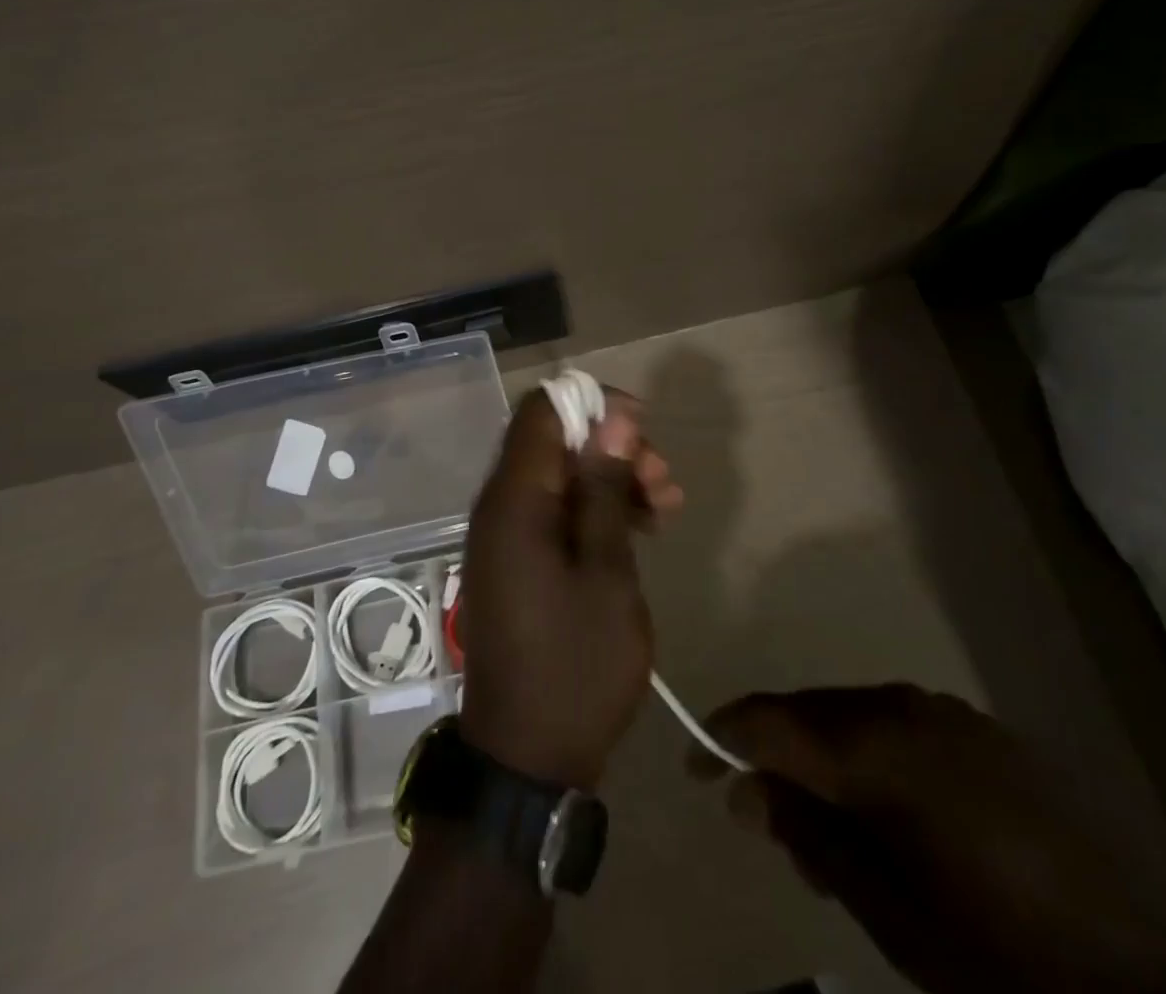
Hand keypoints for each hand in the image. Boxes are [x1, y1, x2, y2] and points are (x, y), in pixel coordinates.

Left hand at [457, 385, 681, 789]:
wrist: (526, 762)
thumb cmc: (575, 667)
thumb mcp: (606, 572)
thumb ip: (603, 489)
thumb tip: (612, 418)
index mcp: (513, 501)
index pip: (543, 411)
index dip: (594, 404)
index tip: (643, 427)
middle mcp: (499, 507)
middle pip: (554, 442)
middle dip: (612, 447)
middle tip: (663, 480)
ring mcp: (505, 537)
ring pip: (560, 477)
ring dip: (611, 479)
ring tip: (666, 506)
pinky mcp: (516, 563)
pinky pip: (554, 512)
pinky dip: (595, 511)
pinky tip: (640, 529)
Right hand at [692, 686, 1165, 993]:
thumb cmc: (1013, 958)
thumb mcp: (897, 917)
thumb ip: (816, 839)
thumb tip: (747, 791)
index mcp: (877, 746)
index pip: (772, 723)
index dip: (724, 737)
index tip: (695, 763)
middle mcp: (906, 707)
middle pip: (813, 713)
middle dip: (777, 754)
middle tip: (764, 820)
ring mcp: (953, 714)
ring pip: (857, 717)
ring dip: (827, 758)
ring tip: (828, 830)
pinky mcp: (990, 733)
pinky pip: (904, 727)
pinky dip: (875, 758)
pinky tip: (892, 812)